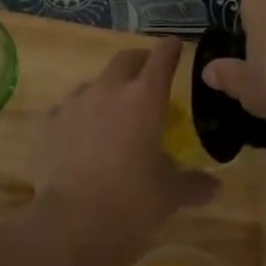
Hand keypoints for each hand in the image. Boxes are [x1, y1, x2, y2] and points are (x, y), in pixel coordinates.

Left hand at [30, 38, 218, 265]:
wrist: (72, 222)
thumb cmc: (131, 202)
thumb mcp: (169, 195)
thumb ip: (193, 185)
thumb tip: (215, 187)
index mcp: (145, 99)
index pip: (161, 58)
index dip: (170, 49)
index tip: (175, 44)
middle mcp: (109, 90)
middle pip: (125, 59)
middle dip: (139, 62)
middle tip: (147, 74)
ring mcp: (75, 103)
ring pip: (95, 84)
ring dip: (107, 91)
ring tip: (113, 115)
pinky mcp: (49, 122)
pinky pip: (68, 110)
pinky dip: (80, 118)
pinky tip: (81, 139)